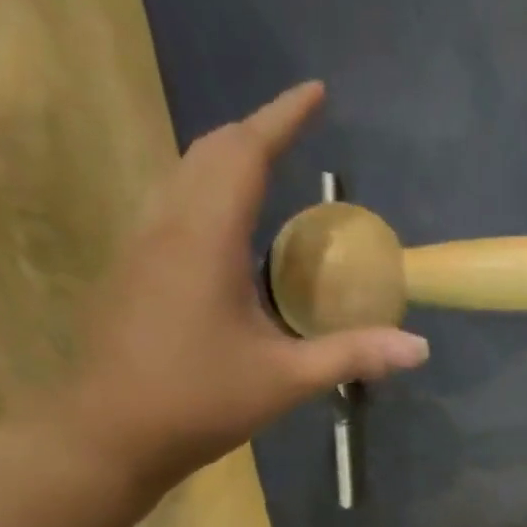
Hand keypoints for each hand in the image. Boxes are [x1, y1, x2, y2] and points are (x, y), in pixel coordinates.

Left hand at [62, 83, 428, 491]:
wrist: (106, 434)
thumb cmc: (197, 401)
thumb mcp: (285, 380)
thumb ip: (353, 356)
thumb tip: (420, 348)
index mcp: (204, 239)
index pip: (245, 153)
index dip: (281, 117)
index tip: (315, 92)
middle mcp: (167, 226)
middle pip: (209, 151)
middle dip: (256, 130)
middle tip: (298, 129)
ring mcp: (141, 245)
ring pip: (183, 173)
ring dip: (226, 157)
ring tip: (268, 165)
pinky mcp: (131, 269)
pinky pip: (172, 202)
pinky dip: (206, 188)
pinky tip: (228, 226)